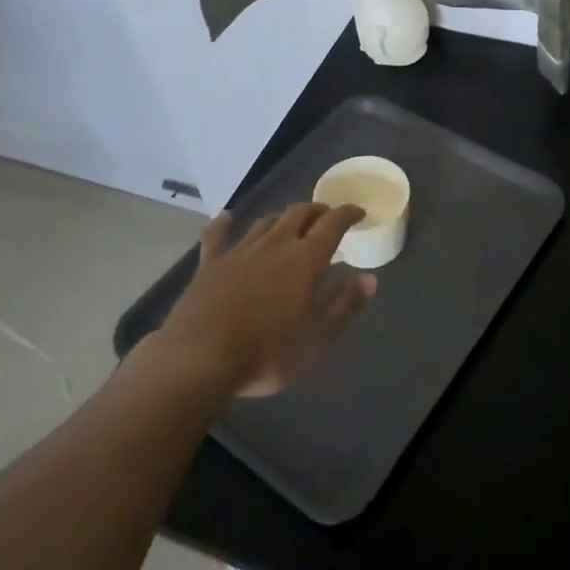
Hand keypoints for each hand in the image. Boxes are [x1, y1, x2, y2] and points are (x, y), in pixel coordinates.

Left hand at [158, 203, 376, 396]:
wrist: (199, 359)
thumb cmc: (267, 352)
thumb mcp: (317, 338)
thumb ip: (344, 306)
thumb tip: (370, 279)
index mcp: (306, 259)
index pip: (333, 223)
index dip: (348, 213)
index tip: (358, 212)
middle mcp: (276, 244)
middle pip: (300, 213)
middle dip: (317, 211)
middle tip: (327, 218)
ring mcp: (240, 250)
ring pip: (266, 221)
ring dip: (283, 218)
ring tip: (291, 223)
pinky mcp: (210, 263)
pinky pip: (218, 235)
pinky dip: (224, 223)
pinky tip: (227, 216)